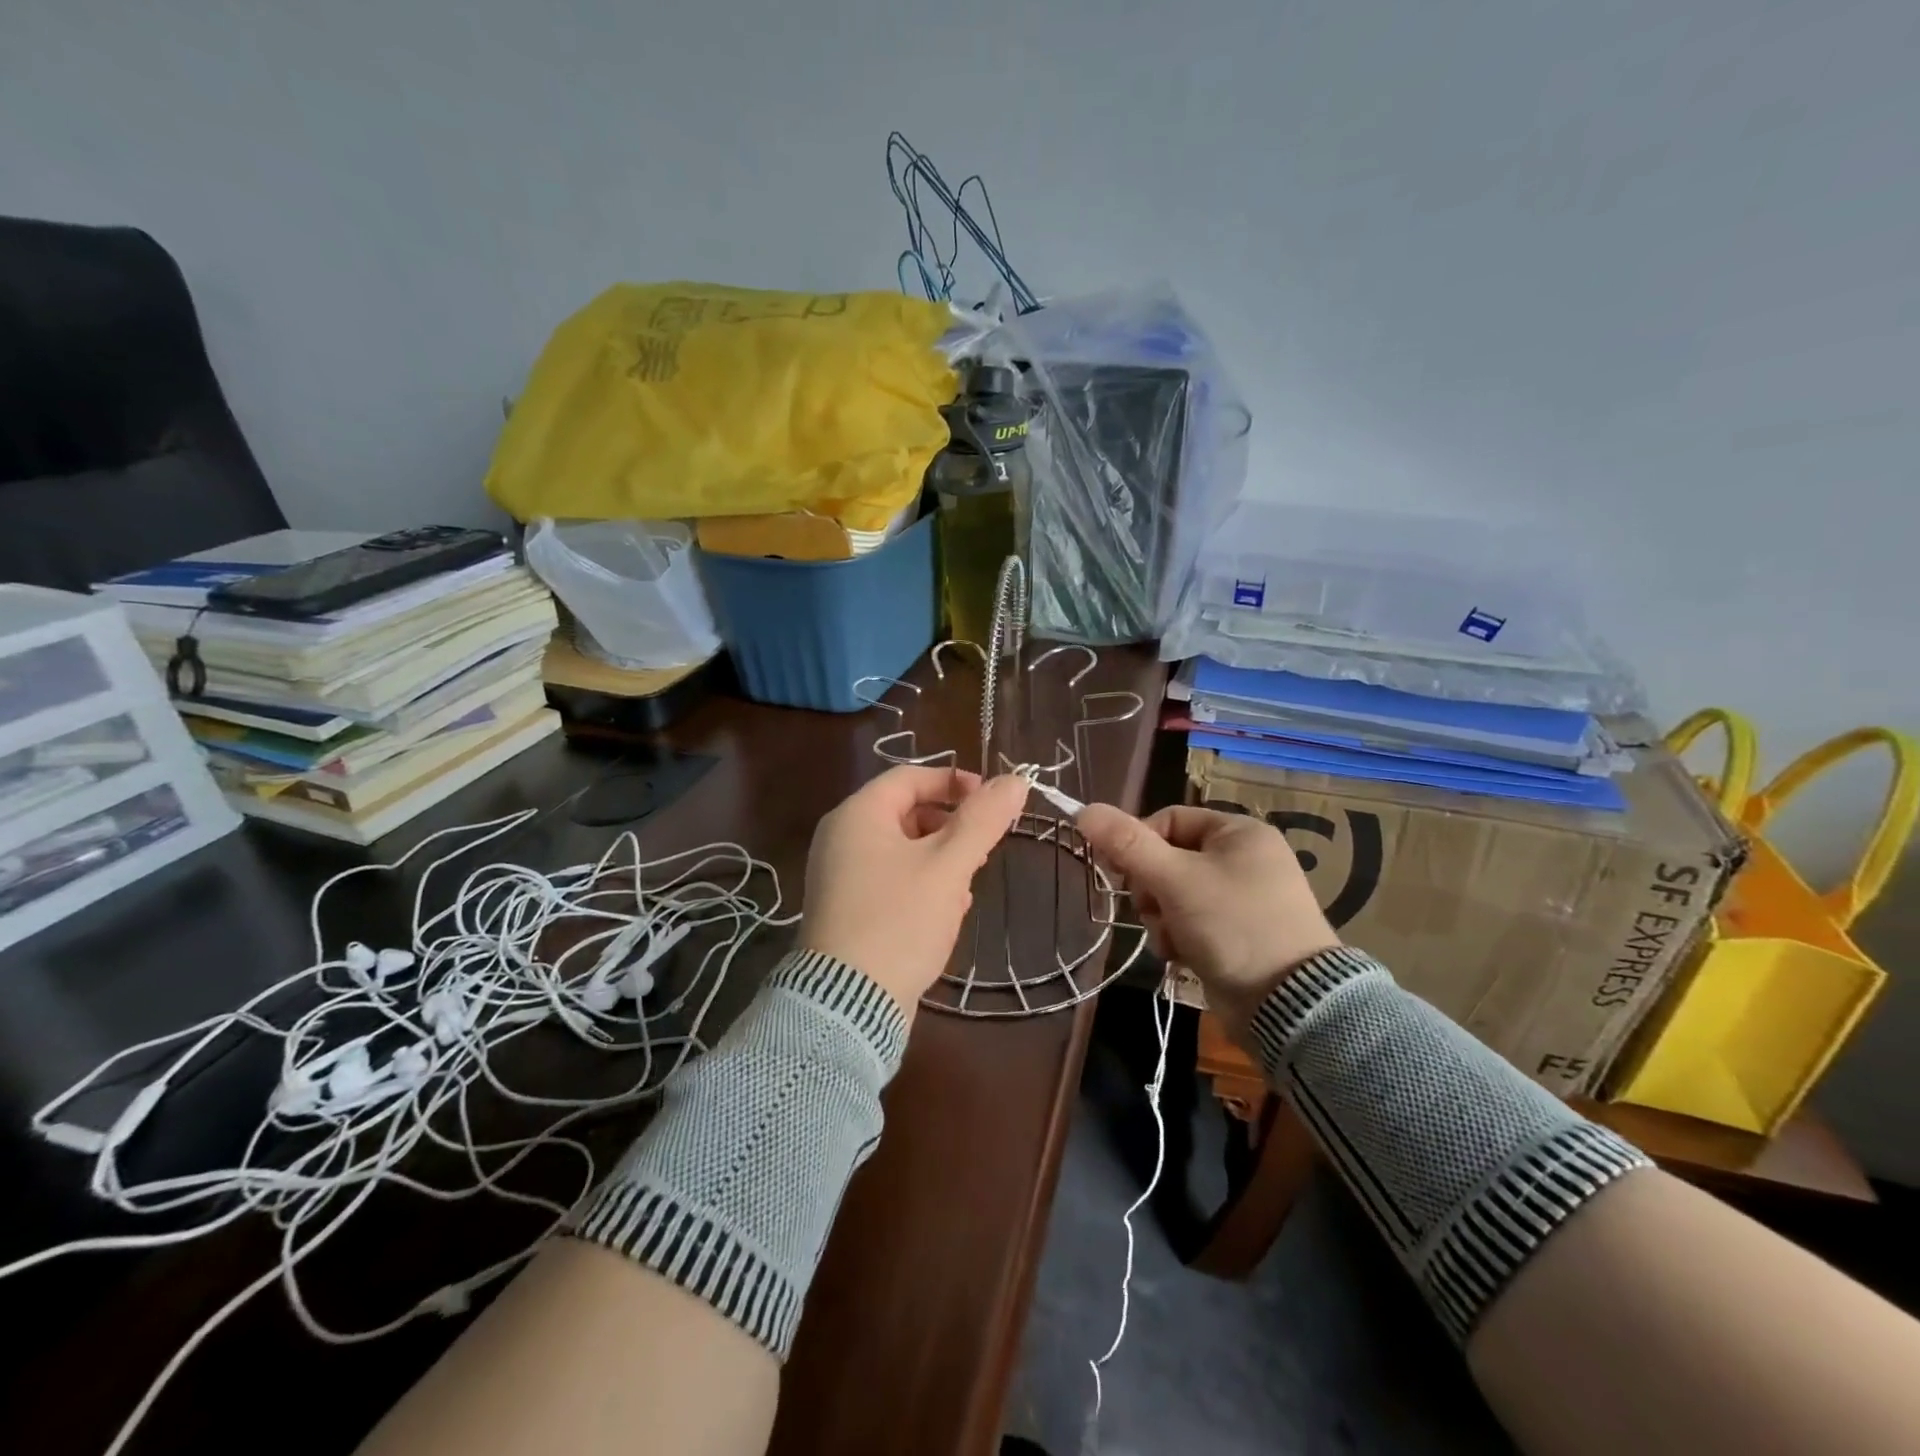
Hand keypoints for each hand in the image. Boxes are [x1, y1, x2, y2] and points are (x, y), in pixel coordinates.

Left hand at [801, 766, 1030, 1018]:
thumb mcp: (948, 866)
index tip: (993, 802)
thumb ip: (983, 820)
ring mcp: (840, 875)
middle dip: (951, 827)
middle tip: (982, 850)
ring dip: (940, 859)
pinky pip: (890, 879)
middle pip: (906, 812)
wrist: (847, 1005)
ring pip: (902, 849)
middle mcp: (841, 837)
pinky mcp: (846, 909)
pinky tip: (946, 911)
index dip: (955, 782)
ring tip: (966, 886)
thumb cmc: (899, 921)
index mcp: (858, 814)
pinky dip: (921, 884)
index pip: (911, 777)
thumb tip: (1016, 780)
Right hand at [1076, 804, 1339, 1041]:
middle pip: (1168, 858)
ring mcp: (1243, 898)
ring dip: (1161, 918)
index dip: (1138, 843)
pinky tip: (1183, 956)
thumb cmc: (1232, 924)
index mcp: (1238, 832)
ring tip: (1172, 940)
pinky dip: (1180, 937)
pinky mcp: (1239, 933)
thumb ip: (1127, 844)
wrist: (1289, 1004)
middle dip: (1151, 889)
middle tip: (1152, 909)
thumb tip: (1084, 810)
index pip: (1168, 819)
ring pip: (1174, 894)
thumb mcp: (1174, 879)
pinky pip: (1192, 922)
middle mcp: (1244, 858)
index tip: (1120, 871)